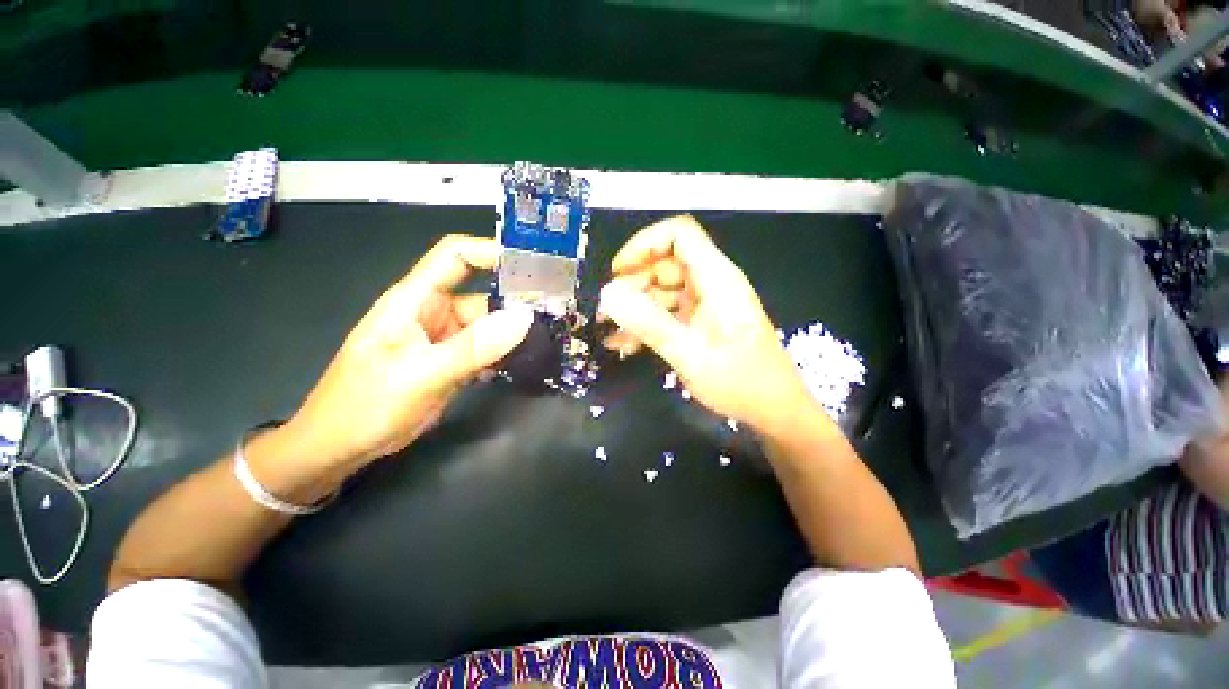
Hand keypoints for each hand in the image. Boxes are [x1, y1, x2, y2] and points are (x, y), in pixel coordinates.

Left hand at [285, 235, 531, 467]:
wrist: (340, 447)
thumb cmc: (366, 404)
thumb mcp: (420, 374)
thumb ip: (473, 347)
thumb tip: (524, 317)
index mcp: (415, 300)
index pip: (455, 257)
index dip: (490, 251)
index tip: (532, 263)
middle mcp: (433, 312)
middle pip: (482, 293)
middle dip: (517, 299)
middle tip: (557, 310)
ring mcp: (444, 338)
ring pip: (488, 324)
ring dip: (515, 330)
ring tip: (550, 336)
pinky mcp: (452, 360)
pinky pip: (485, 348)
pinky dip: (504, 352)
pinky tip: (525, 361)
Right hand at [598, 216, 815, 432]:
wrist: (774, 410)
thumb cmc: (740, 382)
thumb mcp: (690, 354)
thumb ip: (649, 323)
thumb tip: (608, 294)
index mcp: (717, 279)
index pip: (679, 235)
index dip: (645, 244)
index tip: (617, 271)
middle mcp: (711, 284)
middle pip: (665, 264)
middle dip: (633, 283)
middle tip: (607, 311)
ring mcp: (706, 304)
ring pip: (662, 290)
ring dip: (635, 307)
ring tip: (609, 330)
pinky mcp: (701, 322)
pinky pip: (668, 312)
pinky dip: (647, 324)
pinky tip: (625, 345)